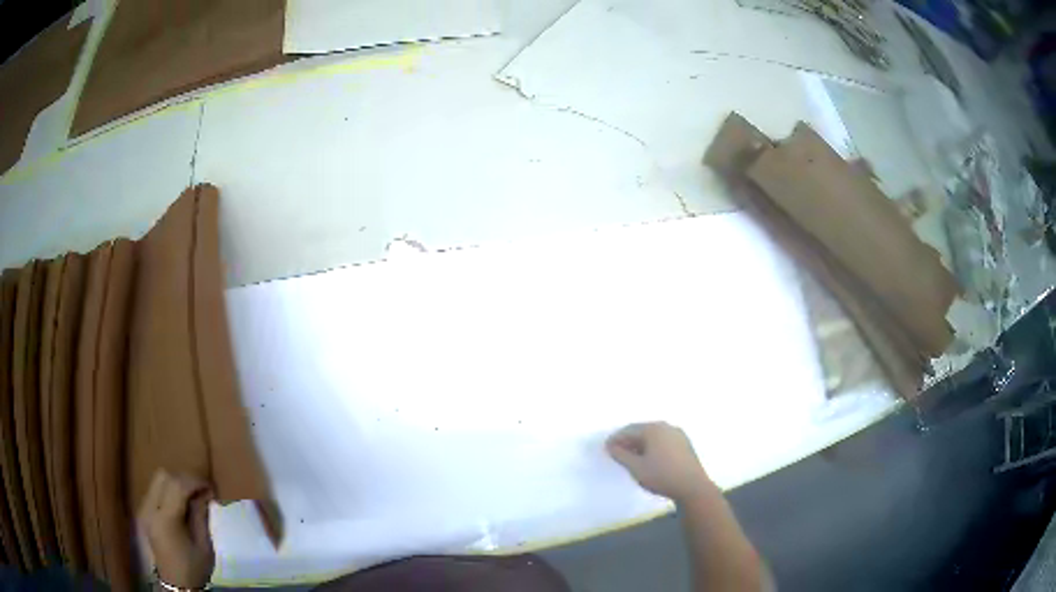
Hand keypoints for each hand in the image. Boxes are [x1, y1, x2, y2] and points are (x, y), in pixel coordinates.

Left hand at [138, 470, 214, 588]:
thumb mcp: (204, 546)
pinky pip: (155, 490)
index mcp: (165, 520)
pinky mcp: (144, 512)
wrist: (176, 585)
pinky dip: (169, 490)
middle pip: (164, 477)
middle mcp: (150, 509)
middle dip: (184, 479)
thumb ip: (200, 515)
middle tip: (201, 490)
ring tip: (192, 496)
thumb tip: (204, 493)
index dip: (195, 481)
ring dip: (176, 483)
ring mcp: (144, 509)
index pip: (177, 486)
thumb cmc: (193, 568)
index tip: (210, 487)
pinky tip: (181, 504)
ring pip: (157, 480)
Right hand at [606, 422, 713, 502]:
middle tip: (617, 452)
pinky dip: (653, 446)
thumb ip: (621, 455)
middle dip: (628, 440)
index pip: (629, 430)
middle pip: (642, 430)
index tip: (606, 448)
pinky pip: (663, 440)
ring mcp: (678, 434)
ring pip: (654, 435)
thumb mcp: (636, 468)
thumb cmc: (661, 476)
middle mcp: (666, 426)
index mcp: (654, 429)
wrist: (692, 487)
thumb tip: (611, 446)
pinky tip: (649, 459)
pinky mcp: (685, 444)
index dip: (616, 439)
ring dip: (640, 444)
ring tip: (631, 457)